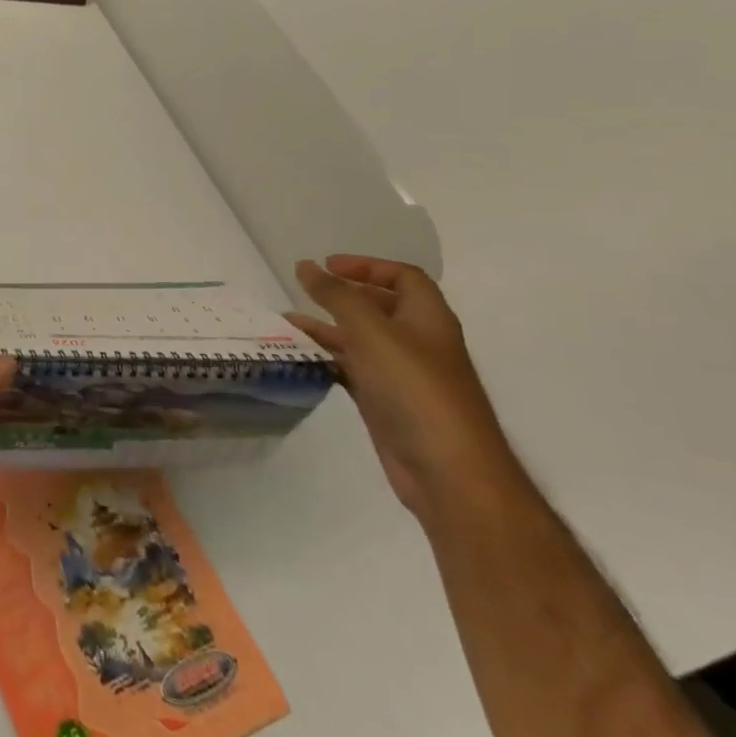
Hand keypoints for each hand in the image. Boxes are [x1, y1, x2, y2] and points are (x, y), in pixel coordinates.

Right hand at [287, 256, 520, 524]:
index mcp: (428, 319)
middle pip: (381, 307)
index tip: (327, 265)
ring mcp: (402, 375)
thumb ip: (336, 296)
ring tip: (288, 322)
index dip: (367, 266)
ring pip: (362, 339)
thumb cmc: (414, 388)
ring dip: (328, 327)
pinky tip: (301, 355)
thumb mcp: (371, 331)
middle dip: (343, 296)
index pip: (403, 277)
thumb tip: (306, 265)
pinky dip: (328, 358)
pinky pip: (353, 369)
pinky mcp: (387, 403)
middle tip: (305, 291)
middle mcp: (418, 342)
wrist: (448, 471)